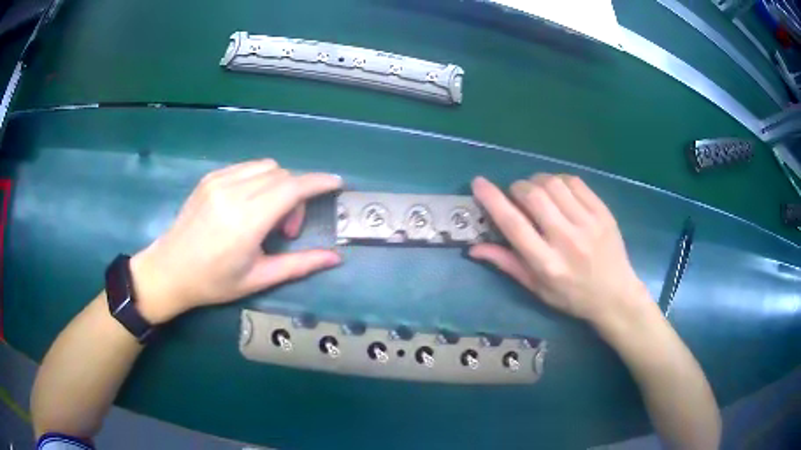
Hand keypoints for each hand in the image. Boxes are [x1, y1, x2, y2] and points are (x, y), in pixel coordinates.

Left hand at [130, 159, 342, 323]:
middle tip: (286, 230)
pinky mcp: (210, 178)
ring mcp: (219, 181)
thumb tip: (335, 258)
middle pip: (282, 175)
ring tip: (267, 216)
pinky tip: (250, 204)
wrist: (170, 270)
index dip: (319, 182)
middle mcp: (233, 193)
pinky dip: (260, 180)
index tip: (337, 184)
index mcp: (246, 221)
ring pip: (266, 167)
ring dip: (278, 185)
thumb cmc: (214, 282)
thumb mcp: (258, 278)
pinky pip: (247, 168)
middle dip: (296, 195)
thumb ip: (299, 265)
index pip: (292, 188)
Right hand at [469, 174, 649, 328]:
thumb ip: (507, 264)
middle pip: (533, 196)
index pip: (514, 225)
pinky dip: (559, 180)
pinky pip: (575, 182)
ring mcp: (588, 223)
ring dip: (537, 181)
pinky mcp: (603, 212)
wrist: (615, 295)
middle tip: (516, 195)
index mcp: (547, 264)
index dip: (493, 200)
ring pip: (553, 183)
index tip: (479, 183)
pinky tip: (559, 190)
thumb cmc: (572, 296)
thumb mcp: (536, 288)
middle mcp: (567, 240)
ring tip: (538, 191)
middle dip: (517, 188)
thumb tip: (474, 248)